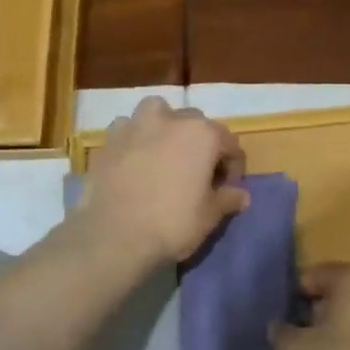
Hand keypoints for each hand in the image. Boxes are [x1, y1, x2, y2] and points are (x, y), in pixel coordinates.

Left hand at [81, 97, 247, 265]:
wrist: (113, 237)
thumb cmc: (171, 224)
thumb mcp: (209, 216)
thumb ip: (227, 199)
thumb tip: (241, 195)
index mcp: (203, 134)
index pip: (229, 143)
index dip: (232, 166)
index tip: (227, 189)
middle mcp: (171, 119)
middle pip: (195, 123)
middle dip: (201, 144)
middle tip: (197, 173)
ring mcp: (136, 125)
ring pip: (158, 112)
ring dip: (165, 127)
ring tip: (164, 153)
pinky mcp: (109, 140)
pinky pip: (128, 128)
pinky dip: (134, 137)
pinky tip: (134, 158)